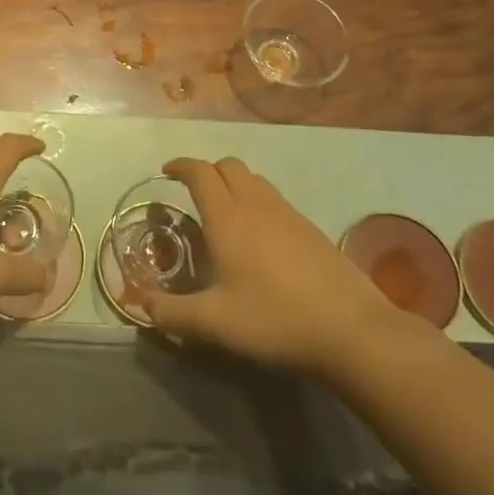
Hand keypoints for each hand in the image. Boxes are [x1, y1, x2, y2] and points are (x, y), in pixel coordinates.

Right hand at [130, 157, 394, 372]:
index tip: (166, 172)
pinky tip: (260, 237)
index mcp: (227, 217)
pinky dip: (257, 200)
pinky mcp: (311, 228)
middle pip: (228, 166)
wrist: (352, 329)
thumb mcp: (216, 323)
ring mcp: (288, 213)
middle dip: (207, 171)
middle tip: (194, 194)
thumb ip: (173, 314)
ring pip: (254, 179)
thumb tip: (141, 307)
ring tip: (225, 212)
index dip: (181, 166)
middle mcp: (256, 204)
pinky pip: (274, 198)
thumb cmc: (276, 319)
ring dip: (234, 183)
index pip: (200, 172)